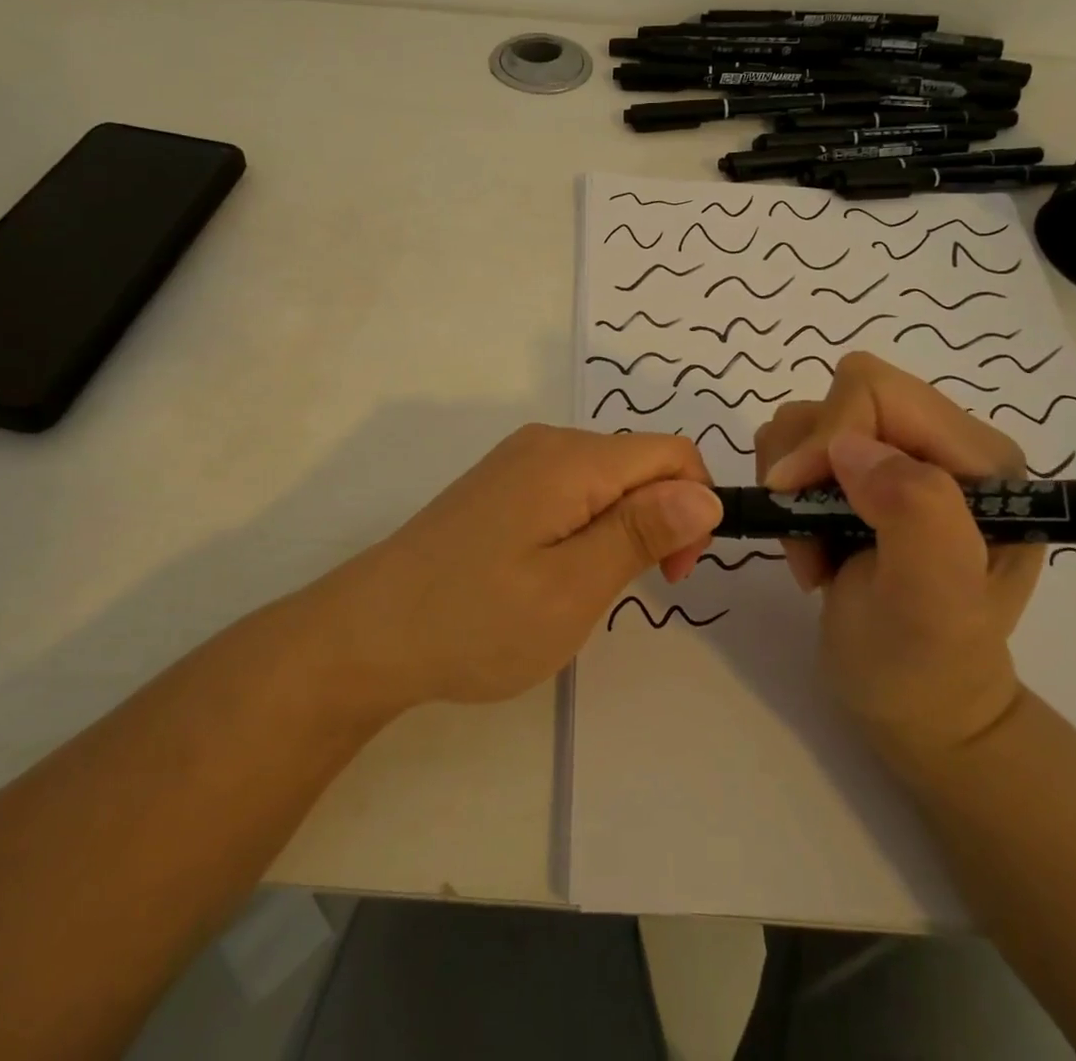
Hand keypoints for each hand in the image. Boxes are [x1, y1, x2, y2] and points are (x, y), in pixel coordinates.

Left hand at [305, 425, 722, 714]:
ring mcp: (518, 461)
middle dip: (657, 520)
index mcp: (571, 458)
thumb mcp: (572, 587)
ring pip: (605, 479)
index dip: (692, 508)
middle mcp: (547, 443)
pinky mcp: (500, 484)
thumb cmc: (477, 618)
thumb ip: (642, 531)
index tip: (670, 574)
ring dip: (620, 528)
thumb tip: (705, 493)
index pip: (671, 453)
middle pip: (638, 463)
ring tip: (583, 588)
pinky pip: (570, 490)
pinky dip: (585, 526)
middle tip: (624, 591)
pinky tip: (551, 572)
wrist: (370, 631)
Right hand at [754, 351, 1042, 763]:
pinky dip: (784, 495)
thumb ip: (915, 514)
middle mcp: (939, 444)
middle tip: (808, 534)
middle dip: (805, 464)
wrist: (912, 706)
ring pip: (806, 419)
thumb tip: (849, 447)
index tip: (795, 499)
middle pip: (838, 396)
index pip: (878, 392)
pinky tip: (812, 545)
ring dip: (792, 486)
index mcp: (978, 459)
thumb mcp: (934, 602)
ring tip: (815, 552)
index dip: (825, 436)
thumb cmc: (926, 666)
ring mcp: (895, 456)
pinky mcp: (856, 475)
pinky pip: (792, 448)